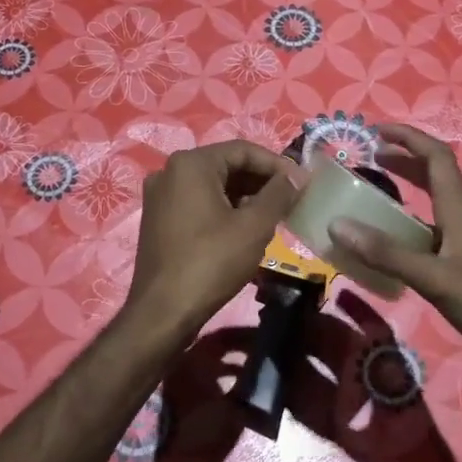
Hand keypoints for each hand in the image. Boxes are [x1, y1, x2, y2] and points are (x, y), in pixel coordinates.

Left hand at [123, 140, 302, 339]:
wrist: (163, 311)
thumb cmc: (211, 262)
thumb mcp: (254, 226)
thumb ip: (279, 194)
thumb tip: (296, 176)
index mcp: (191, 164)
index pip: (244, 150)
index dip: (277, 165)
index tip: (303, 183)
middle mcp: (169, 171)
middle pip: (227, 166)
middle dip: (261, 181)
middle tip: (292, 200)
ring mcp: (160, 196)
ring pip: (213, 186)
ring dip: (245, 197)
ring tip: (274, 216)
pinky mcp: (159, 219)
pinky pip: (198, 203)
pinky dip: (224, 209)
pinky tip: (245, 229)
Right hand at [327, 123, 461, 367]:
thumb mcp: (434, 278)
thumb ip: (387, 253)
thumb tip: (338, 225)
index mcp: (459, 211)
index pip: (436, 157)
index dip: (408, 137)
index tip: (375, 131)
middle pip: (433, 176)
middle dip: (403, 160)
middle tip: (368, 159)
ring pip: (431, 207)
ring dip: (404, 195)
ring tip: (370, 199)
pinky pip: (429, 236)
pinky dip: (406, 231)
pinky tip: (388, 248)